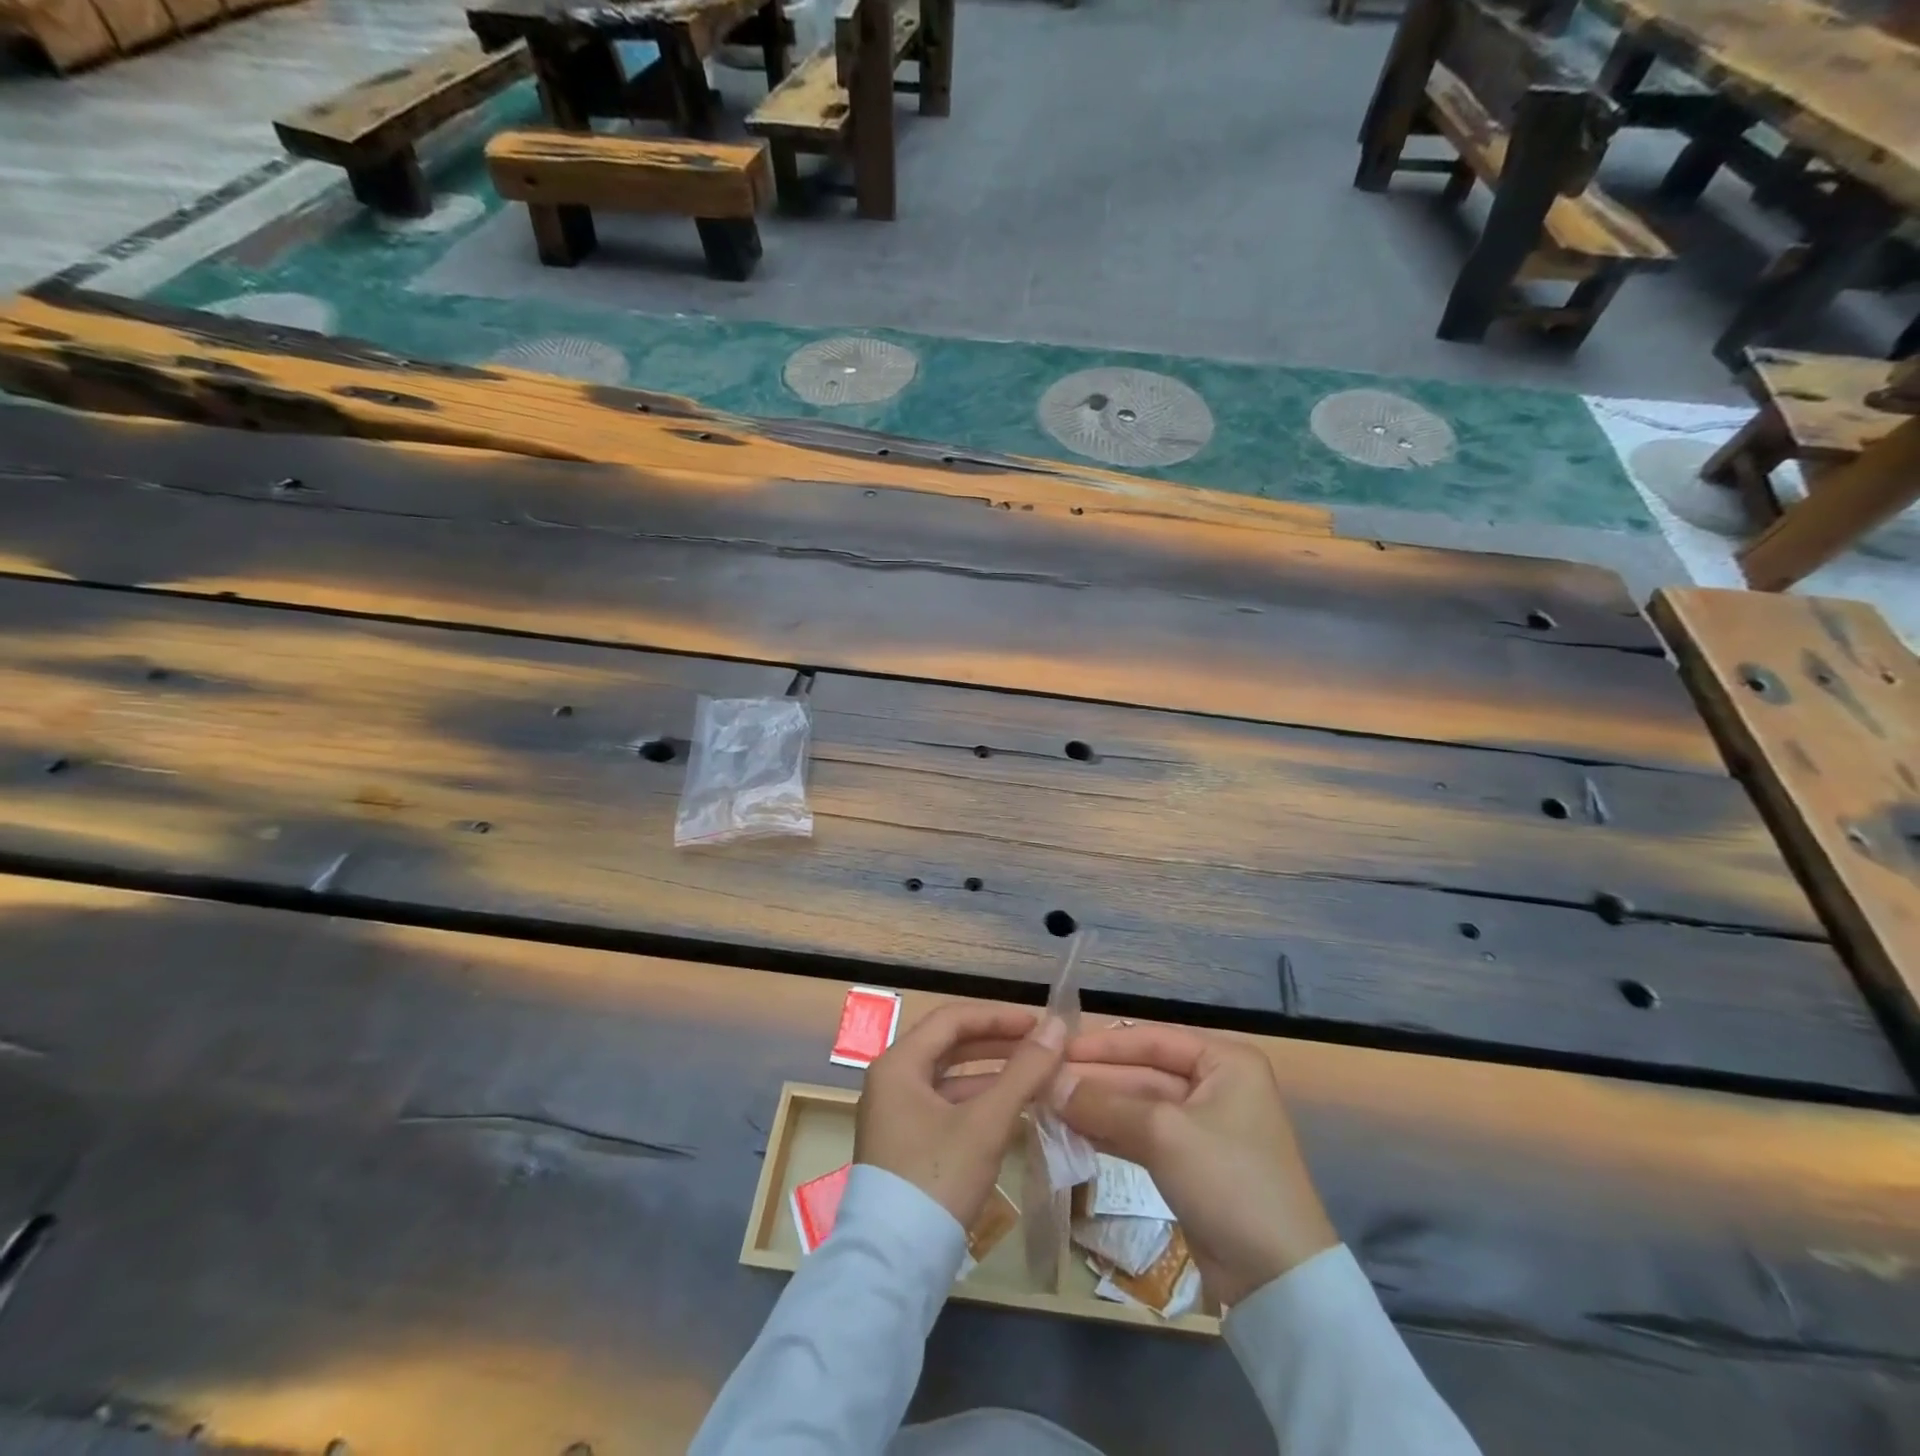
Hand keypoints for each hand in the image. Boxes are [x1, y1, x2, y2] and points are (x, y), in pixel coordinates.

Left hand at [855, 1003, 1066, 1227]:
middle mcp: (892, 1081)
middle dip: (996, 1043)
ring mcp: (896, 1115)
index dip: (997, 1016)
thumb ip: (1024, 1072)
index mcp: (898, 1064)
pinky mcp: (907, 1144)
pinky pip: (947, 1106)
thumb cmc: (937, 1180)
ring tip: (1035, 1075)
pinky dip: (979, 1103)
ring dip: (991, 1074)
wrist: (894, 1268)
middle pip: (949, 1046)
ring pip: (950, 1078)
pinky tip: (1013, 1111)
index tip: (1038, 1023)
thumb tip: (1058, 1027)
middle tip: (1040, 1046)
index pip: (951, 1020)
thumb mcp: (986, 1123)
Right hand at [1055, 1024, 1336, 1305]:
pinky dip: (1109, 1133)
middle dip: (1095, 1079)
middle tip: (1043, 1081)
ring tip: (1048, 1105)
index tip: (1056, 1048)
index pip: (1152, 1038)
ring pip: (1138, 1106)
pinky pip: (1142, 1136)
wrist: (1278, 1281)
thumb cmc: (1229, 1181)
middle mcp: (1215, 1084)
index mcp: (1224, 1061)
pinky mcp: (1190, 1163)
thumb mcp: (1164, 1133)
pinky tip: (1071, 1132)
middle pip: (1143, 1072)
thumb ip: (1105, 1103)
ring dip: (1096, 1107)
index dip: (1103, 1044)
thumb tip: (1049, 1083)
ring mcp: (1202, 1126)